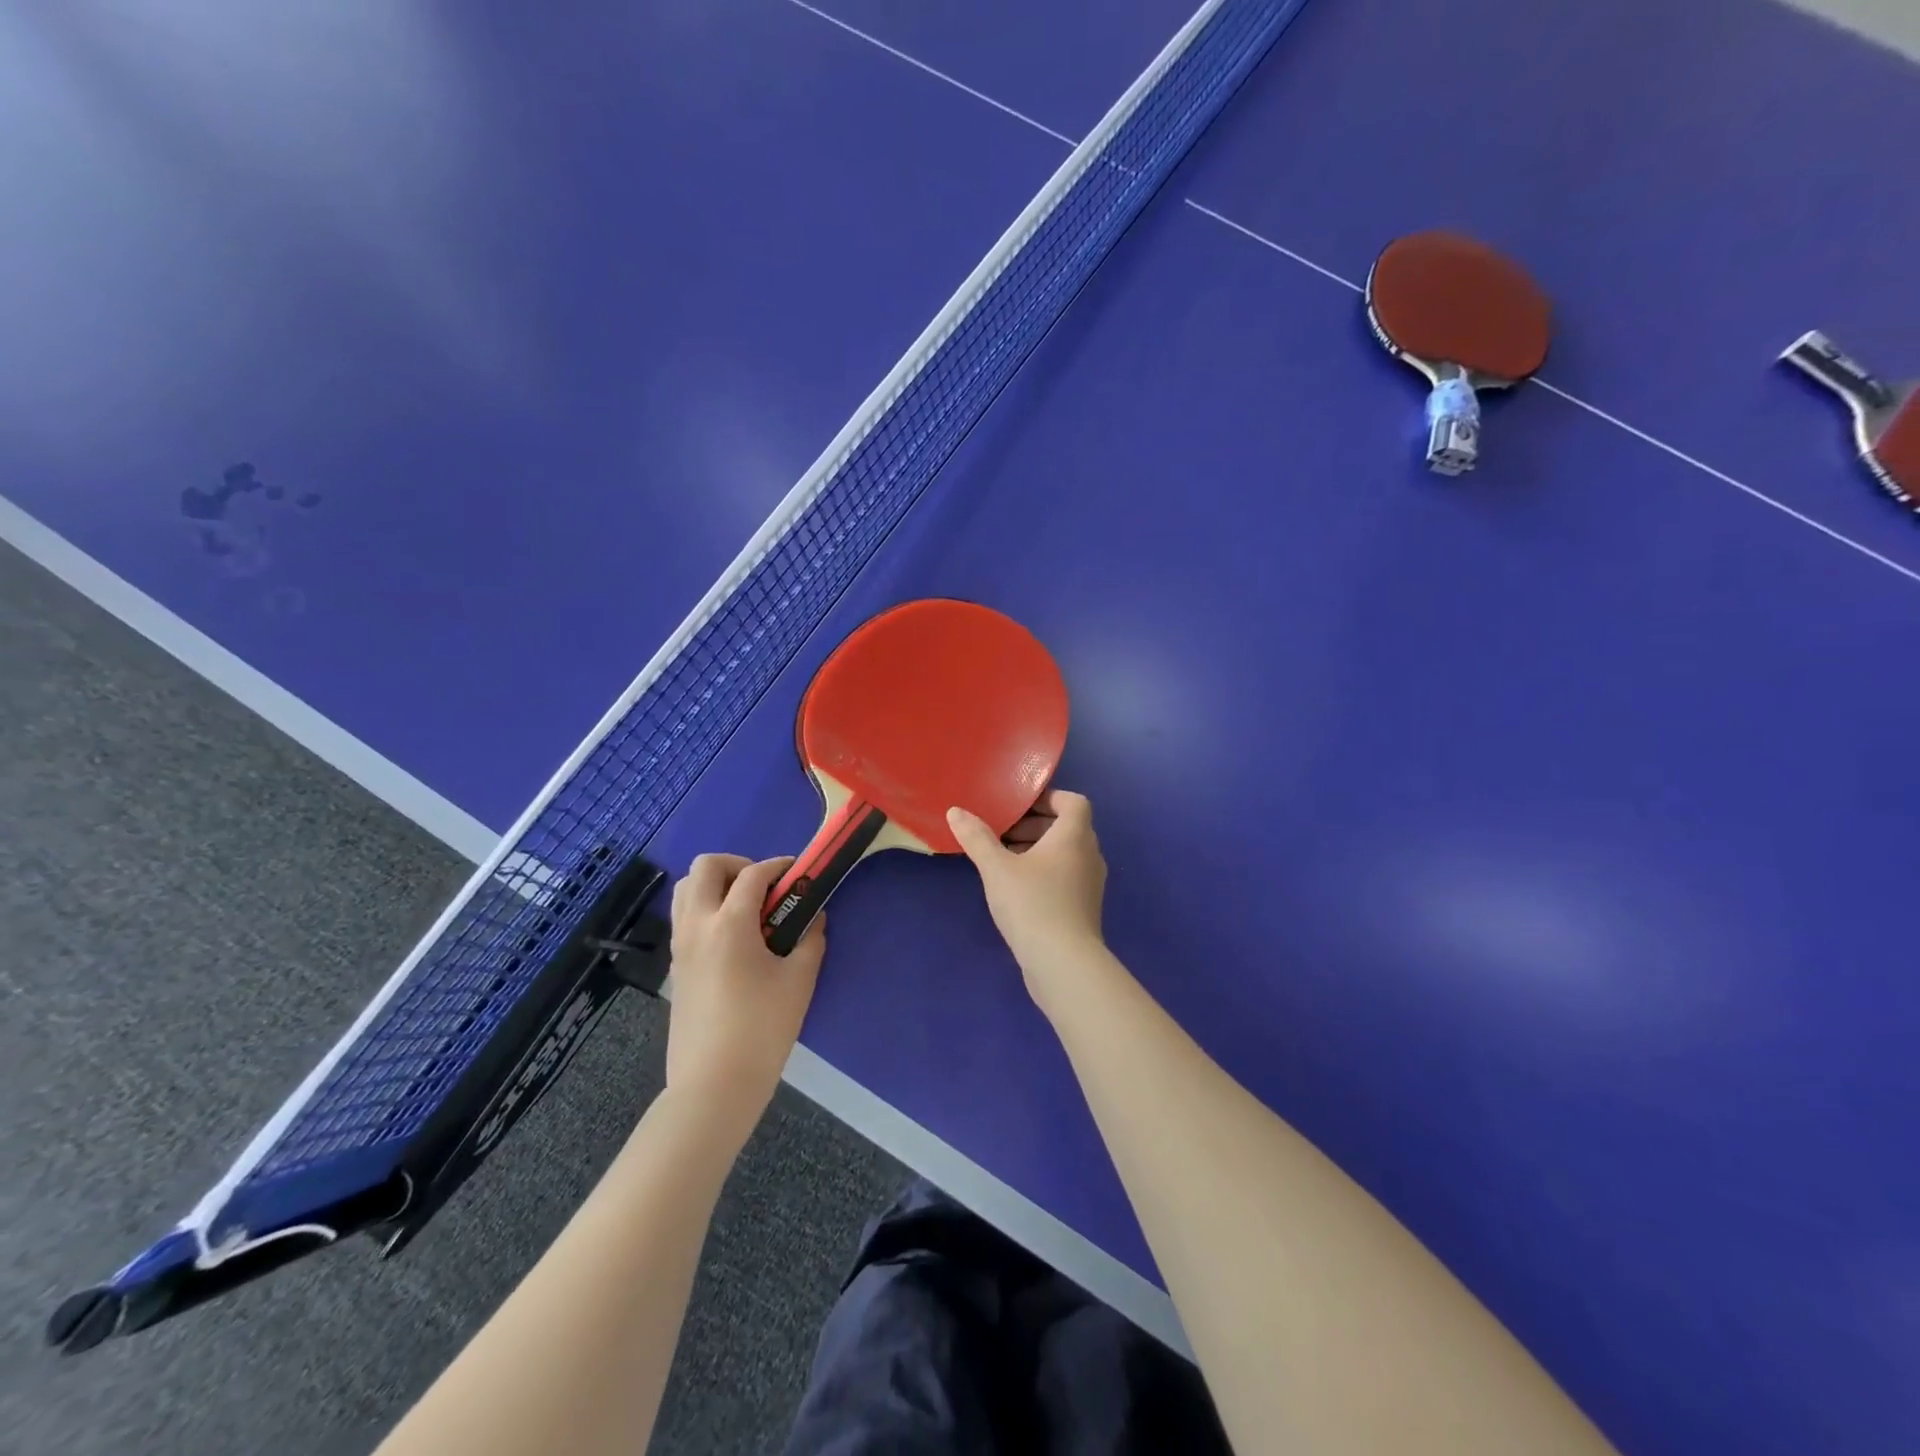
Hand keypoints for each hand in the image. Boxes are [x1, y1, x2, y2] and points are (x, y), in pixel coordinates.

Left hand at [665, 854, 824, 1140]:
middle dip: (738, 865)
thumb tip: (814, 918)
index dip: (778, 866)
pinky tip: (734, 937)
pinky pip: (684, 917)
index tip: (798, 873)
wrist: (714, 1084)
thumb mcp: (799, 980)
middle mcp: (697, 925)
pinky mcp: (675, 966)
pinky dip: (706, 909)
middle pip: (705, 867)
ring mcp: (680, 946)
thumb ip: (809, 940)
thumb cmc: (762, 1028)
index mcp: (729, 923)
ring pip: (686, 889)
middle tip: (764, 887)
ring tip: (747, 908)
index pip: (753, 875)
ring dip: (716, 884)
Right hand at [947, 790, 1108, 1001]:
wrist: (1063, 963)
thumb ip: (977, 838)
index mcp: (1074, 836)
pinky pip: (1065, 876)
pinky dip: (1044, 872)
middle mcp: (1089, 855)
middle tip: (1002, 832)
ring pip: (1066, 854)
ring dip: (1037, 850)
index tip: (1017, 806)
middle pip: (1067, 827)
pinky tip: (1015, 889)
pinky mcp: (1084, 908)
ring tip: (1003, 859)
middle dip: (1034, 825)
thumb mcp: (997, 868)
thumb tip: (956, 811)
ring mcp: (1090, 884)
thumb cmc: (1032, 904)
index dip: (1048, 798)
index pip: (1073, 802)